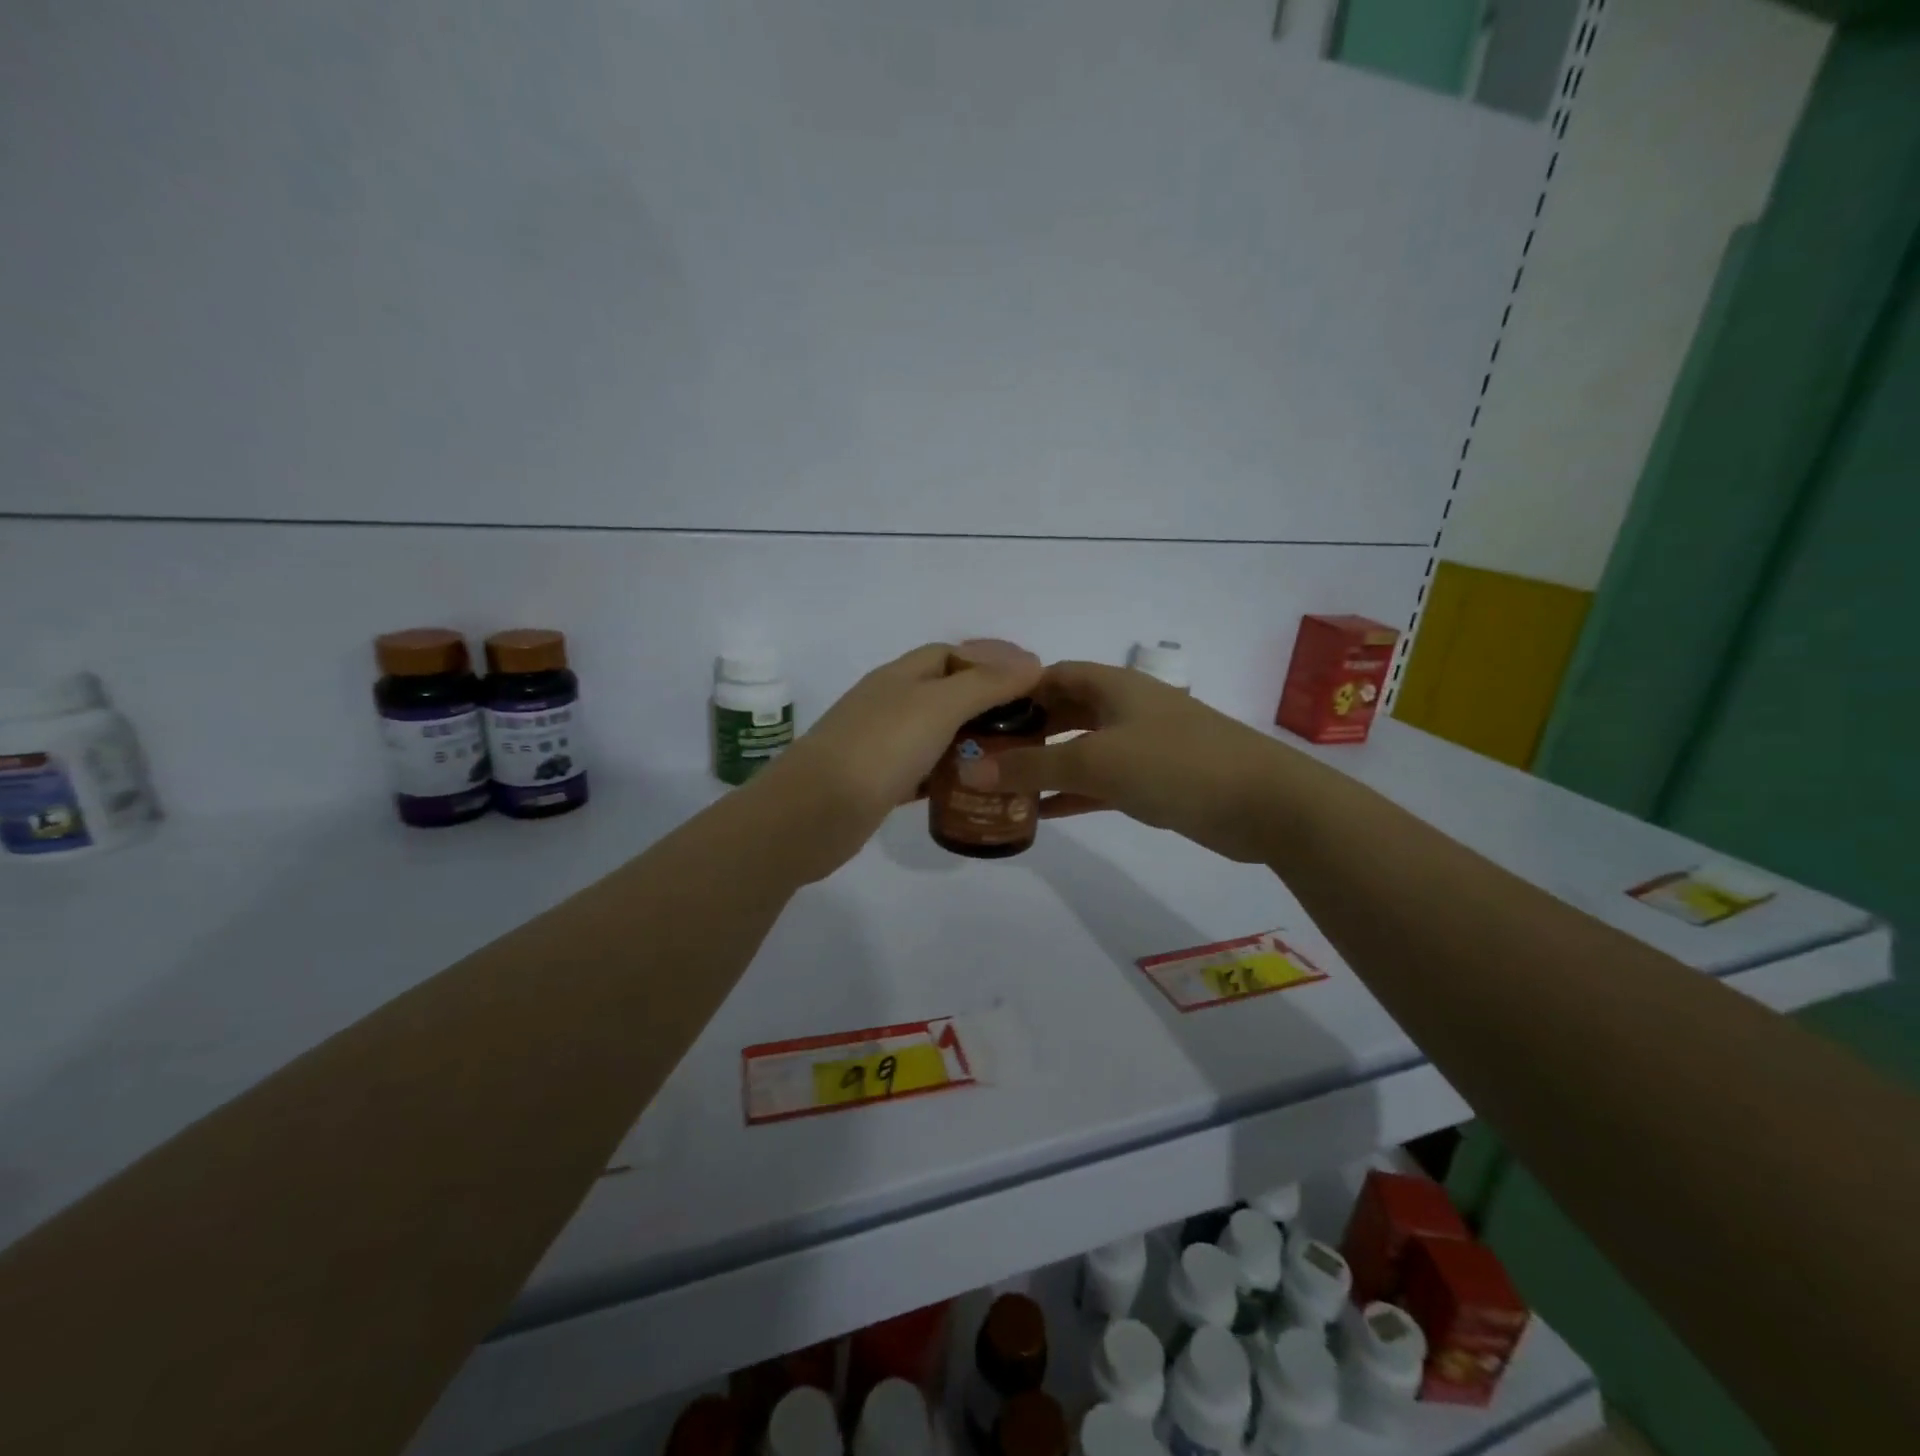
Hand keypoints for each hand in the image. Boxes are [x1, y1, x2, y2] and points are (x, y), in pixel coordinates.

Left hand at [756, 642, 1043, 880]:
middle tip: (1029, 725)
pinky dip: (948, 774)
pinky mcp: (878, 784)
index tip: (1031, 683)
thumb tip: (1031, 663)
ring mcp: (880, 745)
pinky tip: (973, 788)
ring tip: (1011, 756)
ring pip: (934, 734)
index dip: (990, 661)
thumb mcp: (938, 706)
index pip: (950, 654)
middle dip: (985, 703)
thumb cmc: (880, 749)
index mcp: (899, 676)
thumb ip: (985, 684)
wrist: (813, 814)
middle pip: (944, 693)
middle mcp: (888, 704)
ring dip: (969, 740)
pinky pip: (922, 771)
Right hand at [956, 660, 1294, 862]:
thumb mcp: (1095, 761)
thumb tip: (970, 771)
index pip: (1050, 675)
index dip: (1012, 692)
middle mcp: (1124, 707)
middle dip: (1025, 732)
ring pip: (1080, 748)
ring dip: (1046, 765)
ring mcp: (1141, 744)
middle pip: (1063, 711)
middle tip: (982, 756)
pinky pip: (1100, 781)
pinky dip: (1072, 792)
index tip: (976, 718)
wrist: (1264, 803)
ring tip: (1001, 786)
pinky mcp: (1154, 780)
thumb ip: (1032, 766)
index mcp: (1112, 685)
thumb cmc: (1174, 765)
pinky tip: (1042, 813)